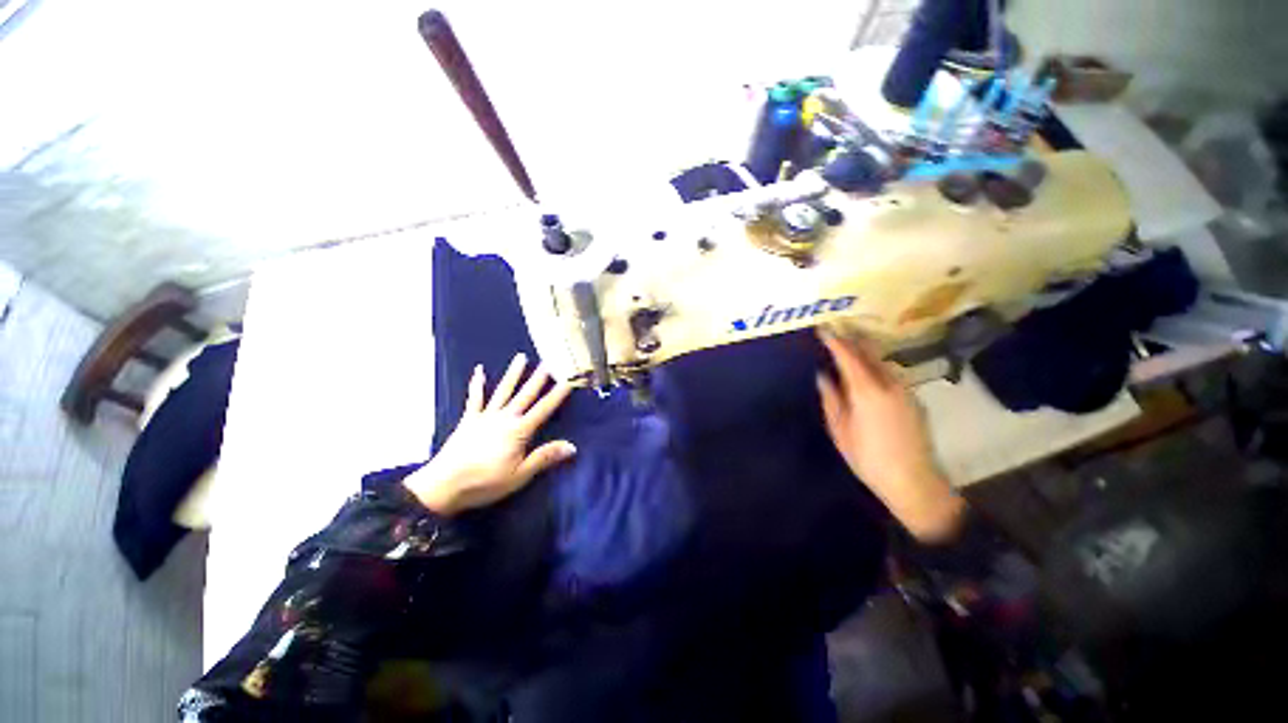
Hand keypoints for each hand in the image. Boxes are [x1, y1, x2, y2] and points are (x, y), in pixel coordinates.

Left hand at [404, 353, 575, 515]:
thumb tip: (572, 446)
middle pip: (525, 395)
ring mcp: (485, 416)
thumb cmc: (485, 482)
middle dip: (539, 378)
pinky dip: (477, 384)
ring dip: (513, 374)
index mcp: (519, 431)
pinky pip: (475, 399)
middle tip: (549, 361)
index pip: (544, 409)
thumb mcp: (519, 475)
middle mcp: (504, 418)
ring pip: (503, 391)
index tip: (569, 380)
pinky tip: (479, 371)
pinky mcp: (469, 420)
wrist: (442, 486)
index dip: (558, 394)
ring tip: (521, 357)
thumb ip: (545, 457)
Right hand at [816, 330, 964, 541]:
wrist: (914, 481)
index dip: (835, 340)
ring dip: (865, 350)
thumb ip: (831, 399)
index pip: (848, 356)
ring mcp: (905, 390)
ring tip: (850, 345)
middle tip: (837, 328)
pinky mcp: (913, 399)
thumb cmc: (868, 458)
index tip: (823, 327)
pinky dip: (875, 364)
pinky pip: (890, 373)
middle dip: (852, 338)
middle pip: (869, 352)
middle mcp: (889, 384)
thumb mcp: (840, 430)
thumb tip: (823, 376)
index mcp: (867, 391)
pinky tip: (868, 369)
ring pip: (882, 361)